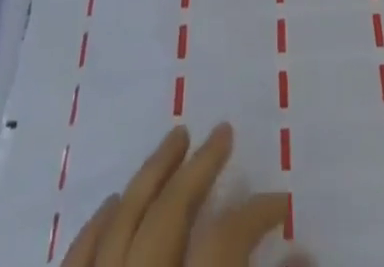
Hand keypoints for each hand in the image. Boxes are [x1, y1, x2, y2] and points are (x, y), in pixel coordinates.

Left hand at [61, 123, 293, 266]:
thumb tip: (305, 250)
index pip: (226, 239)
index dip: (257, 214)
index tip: (281, 200)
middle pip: (169, 211)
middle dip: (199, 167)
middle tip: (222, 130)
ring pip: (121, 220)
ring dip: (150, 175)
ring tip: (175, 140)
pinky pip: (78, 257)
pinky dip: (96, 226)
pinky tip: (111, 200)